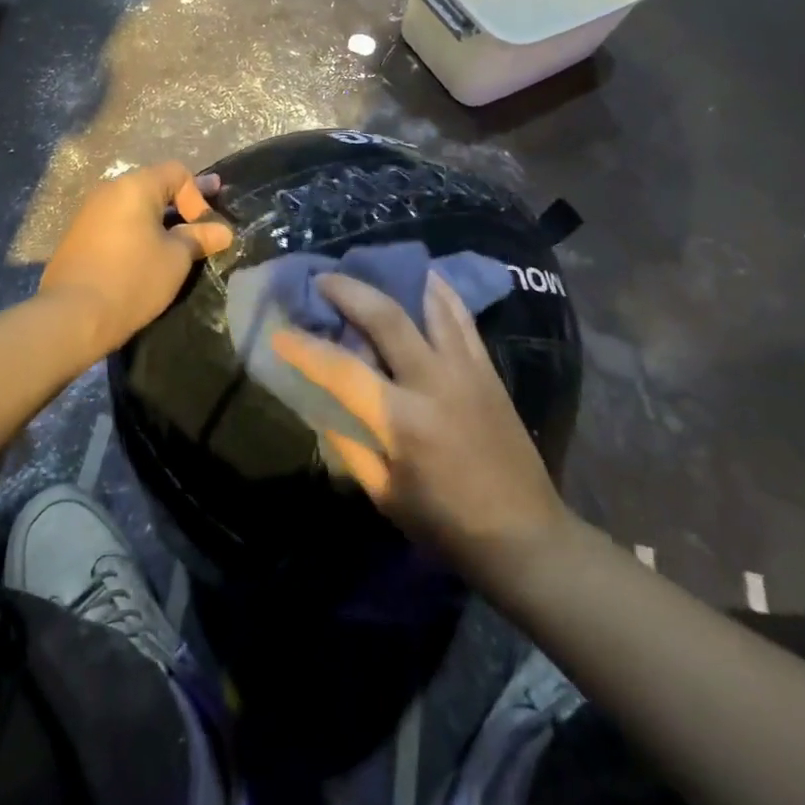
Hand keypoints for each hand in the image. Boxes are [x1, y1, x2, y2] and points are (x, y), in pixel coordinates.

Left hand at [39, 162, 232, 358]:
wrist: (72, 316)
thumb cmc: (132, 279)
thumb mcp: (176, 259)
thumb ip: (200, 238)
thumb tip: (223, 231)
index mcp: (134, 187)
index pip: (177, 172)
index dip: (198, 194)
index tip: (205, 228)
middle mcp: (109, 191)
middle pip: (154, 186)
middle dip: (181, 205)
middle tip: (204, 223)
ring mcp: (89, 213)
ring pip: (134, 207)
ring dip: (159, 220)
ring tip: (177, 242)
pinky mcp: (79, 237)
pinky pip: (117, 224)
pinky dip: (137, 232)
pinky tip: (147, 254)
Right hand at [272, 271, 568, 584]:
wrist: (525, 535)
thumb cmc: (446, 523)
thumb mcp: (384, 494)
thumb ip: (349, 443)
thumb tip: (322, 402)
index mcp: (403, 421)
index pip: (342, 369)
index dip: (305, 348)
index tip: (279, 333)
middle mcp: (434, 382)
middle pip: (386, 316)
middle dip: (348, 290)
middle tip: (322, 279)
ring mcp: (466, 368)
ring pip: (428, 303)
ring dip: (394, 279)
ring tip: (370, 269)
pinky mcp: (488, 367)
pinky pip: (461, 315)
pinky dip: (438, 291)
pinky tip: (423, 279)